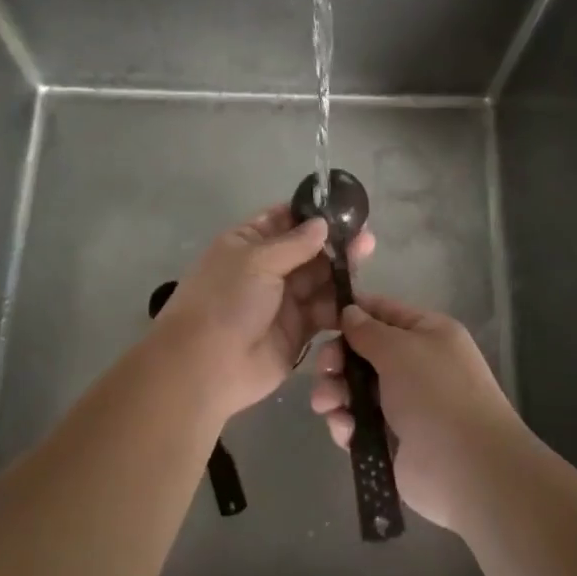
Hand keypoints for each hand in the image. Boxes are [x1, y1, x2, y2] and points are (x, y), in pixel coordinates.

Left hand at [150, 204, 374, 423]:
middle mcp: (266, 269)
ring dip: (341, 270)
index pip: (283, 220)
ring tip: (368, 256)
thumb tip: (322, 223)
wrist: (208, 366)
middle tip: (366, 236)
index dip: (311, 214)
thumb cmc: (225, 301)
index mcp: (247, 244)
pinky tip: (361, 294)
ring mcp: (283, 301)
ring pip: (319, 280)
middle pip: (307, 250)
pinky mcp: (298, 331)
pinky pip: (324, 311)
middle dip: (334, 243)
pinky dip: (340, 304)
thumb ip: (294, 243)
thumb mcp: (256, 261)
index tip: (344, 208)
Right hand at [310, 293, 523, 531]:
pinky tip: (345, 431)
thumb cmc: (436, 394)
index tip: (321, 320)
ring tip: (326, 406)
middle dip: (337, 360)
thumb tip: (349, 312)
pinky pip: (357, 423)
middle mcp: (416, 365)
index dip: (352, 313)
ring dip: (335, 393)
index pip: (383, 312)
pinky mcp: (391, 440)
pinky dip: (346, 424)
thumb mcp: (400, 349)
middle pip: (362, 352)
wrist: (468, 470)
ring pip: (355, 389)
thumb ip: (368, 330)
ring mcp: (403, 404)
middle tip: (325, 371)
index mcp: (427, 334)